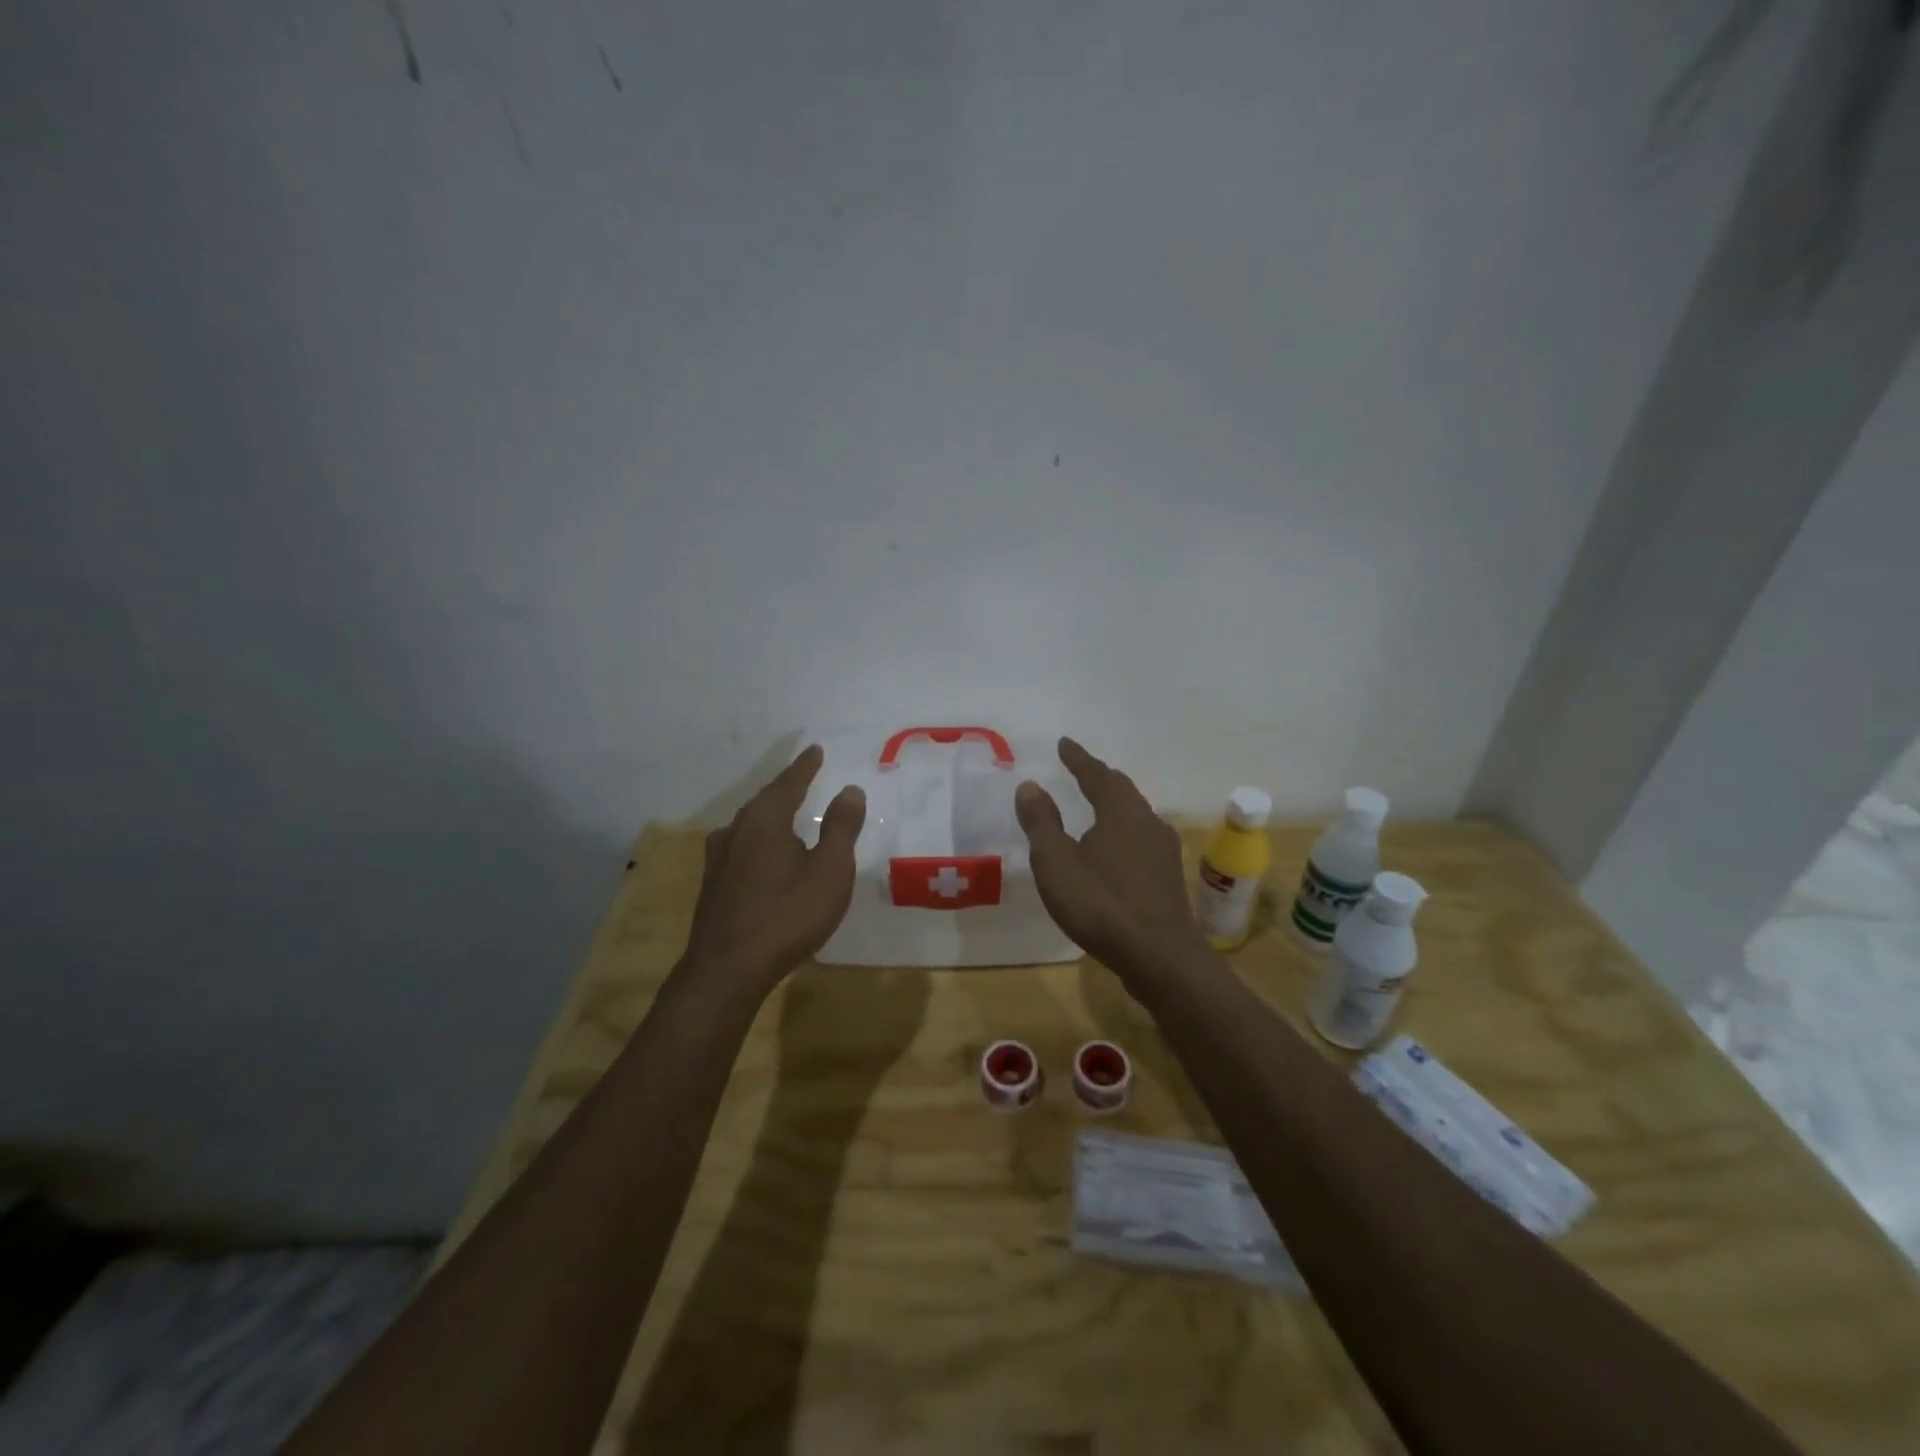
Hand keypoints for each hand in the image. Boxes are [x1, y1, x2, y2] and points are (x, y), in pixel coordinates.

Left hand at [684, 745, 865, 984]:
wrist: (728, 969)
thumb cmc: (788, 915)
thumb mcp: (830, 871)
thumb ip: (841, 828)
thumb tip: (849, 789)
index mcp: (765, 820)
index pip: (789, 783)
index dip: (805, 767)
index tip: (815, 750)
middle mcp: (736, 830)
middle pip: (765, 800)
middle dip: (786, 788)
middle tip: (804, 777)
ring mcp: (719, 858)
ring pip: (749, 825)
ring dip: (770, 815)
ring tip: (786, 813)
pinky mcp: (712, 884)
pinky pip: (741, 847)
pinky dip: (758, 840)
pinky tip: (762, 853)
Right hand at [1014, 737, 1203, 969]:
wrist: (1160, 956)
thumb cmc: (1101, 904)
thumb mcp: (1056, 862)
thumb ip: (1041, 822)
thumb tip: (1030, 785)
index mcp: (1121, 812)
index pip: (1097, 775)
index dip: (1078, 759)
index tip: (1064, 743)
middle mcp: (1148, 823)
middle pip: (1123, 791)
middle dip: (1100, 778)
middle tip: (1081, 770)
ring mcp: (1164, 851)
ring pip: (1137, 815)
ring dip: (1116, 804)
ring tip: (1098, 805)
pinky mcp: (1168, 878)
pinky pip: (1142, 840)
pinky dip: (1124, 832)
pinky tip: (1118, 850)